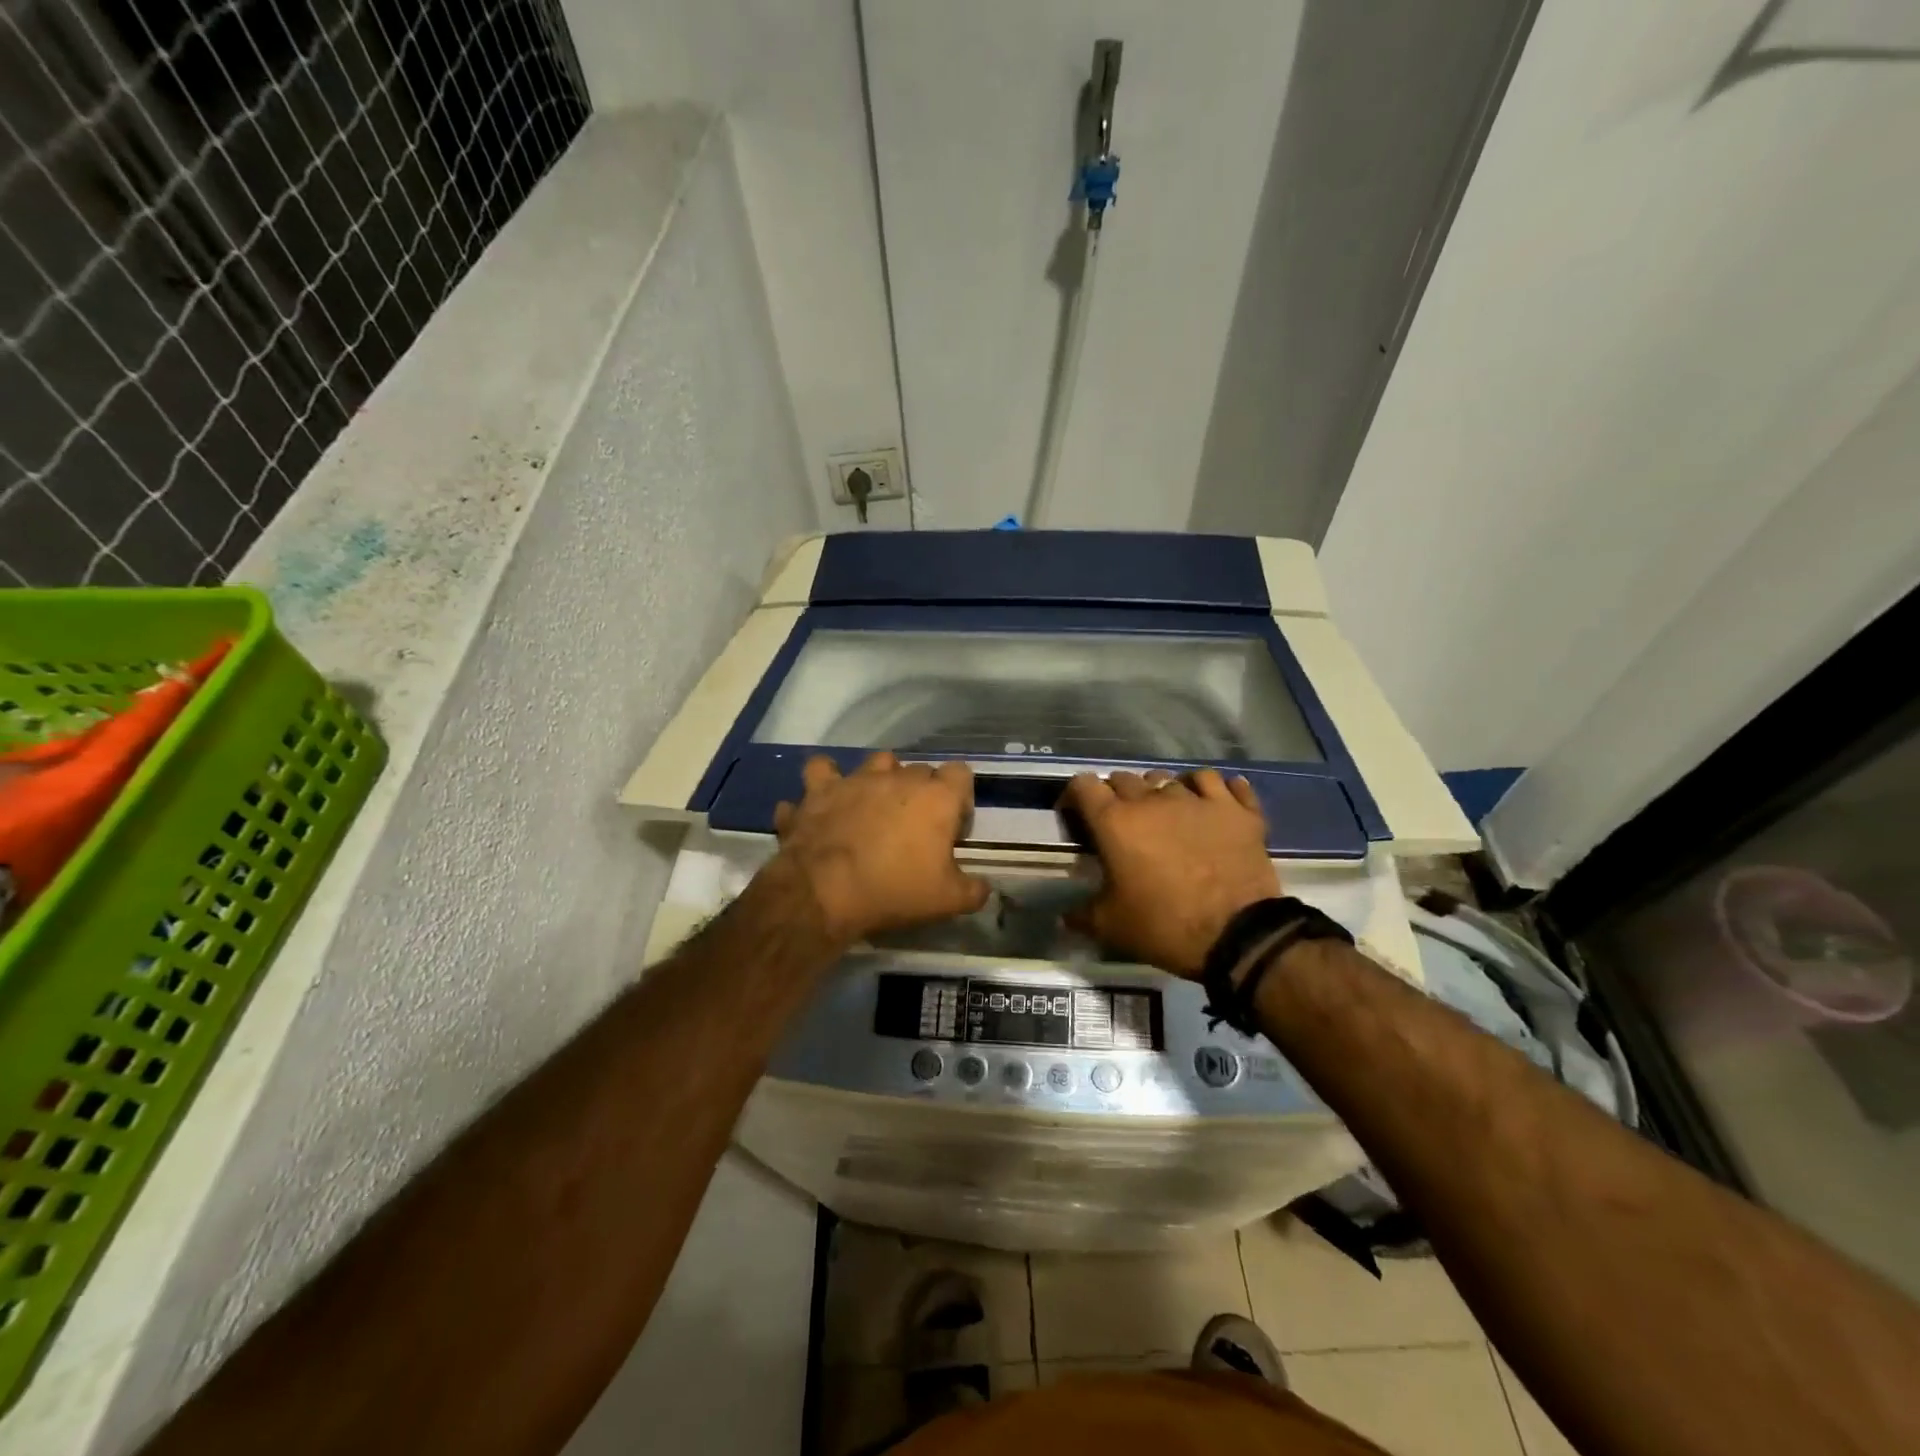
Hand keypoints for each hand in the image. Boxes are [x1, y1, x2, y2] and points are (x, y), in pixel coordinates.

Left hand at [773, 753, 989, 944]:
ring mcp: (855, 779)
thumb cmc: (894, 891)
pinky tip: (824, 801)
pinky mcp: (818, 790)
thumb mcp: (948, 901)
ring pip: (876, 761)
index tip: (953, 829)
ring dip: (880, 778)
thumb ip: (974, 890)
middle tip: (915, 829)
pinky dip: (823, 783)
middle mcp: (898, 777)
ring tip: (875, 807)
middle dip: (922, 793)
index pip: (961, 773)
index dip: (960, 798)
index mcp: (936, 797)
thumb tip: (983, 887)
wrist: (823, 892)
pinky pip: (820, 771)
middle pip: (920, 770)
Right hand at [1061, 769, 1279, 978]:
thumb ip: (1081, 913)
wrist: (1238, 936)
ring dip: (1160, 790)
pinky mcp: (1237, 810)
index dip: (1075, 796)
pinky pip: (1221, 782)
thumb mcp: (1111, 926)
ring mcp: (1199, 800)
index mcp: (1116, 822)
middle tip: (1121, 823)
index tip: (1076, 815)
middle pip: (1124, 778)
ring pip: (1171, 777)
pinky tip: (1210, 799)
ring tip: (1165, 811)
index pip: (1084, 785)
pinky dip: (1210, 788)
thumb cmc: (1164, 927)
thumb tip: (1064, 916)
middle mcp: (1154, 799)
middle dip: (1116, 795)